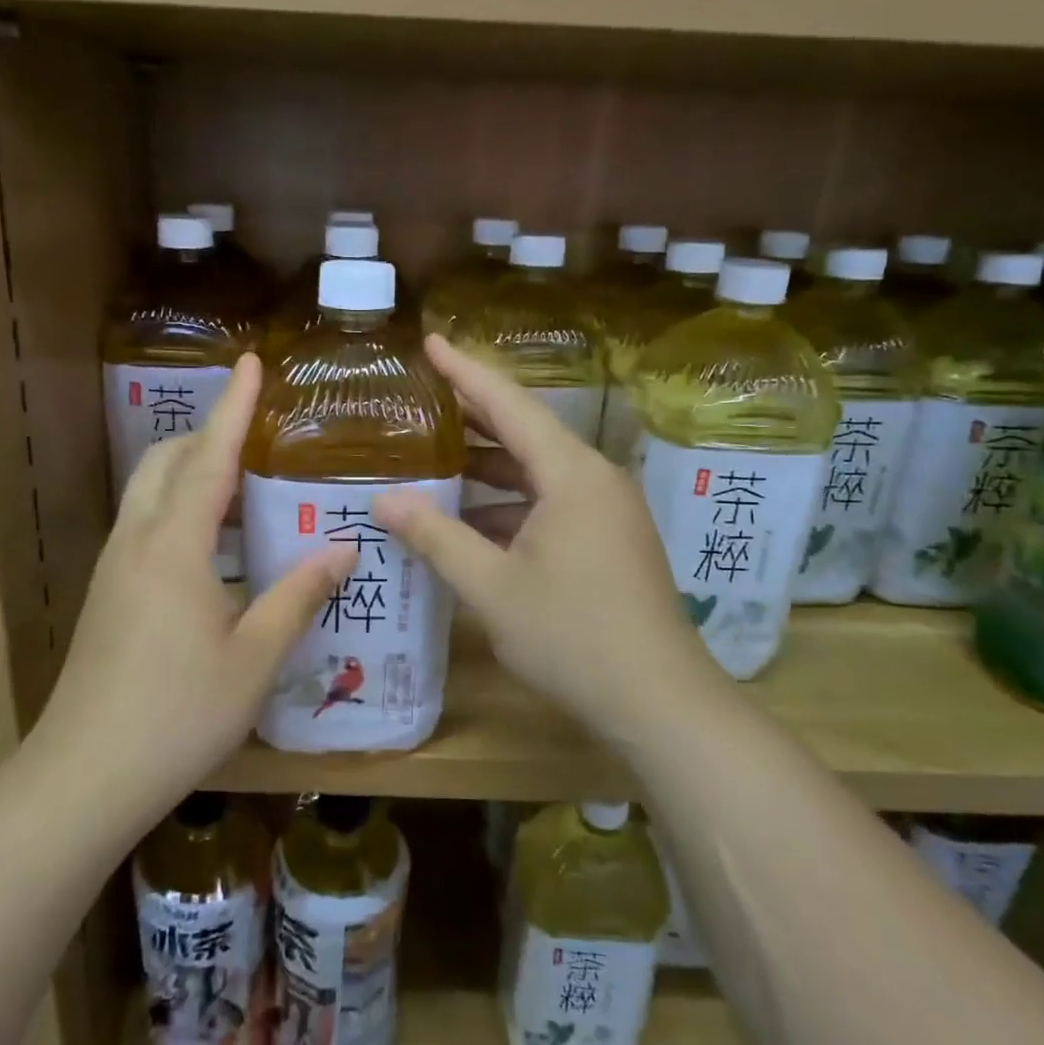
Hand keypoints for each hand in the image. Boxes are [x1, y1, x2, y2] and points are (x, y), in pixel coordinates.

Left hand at [28, 354, 355, 824]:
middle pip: (166, 461)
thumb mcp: (254, 656)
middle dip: (208, 434)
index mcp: (174, 546)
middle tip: (258, 436)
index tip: (250, 362)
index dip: (234, 406)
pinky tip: (214, 546)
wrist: (84, 776)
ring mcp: (114, 568)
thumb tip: (343, 549)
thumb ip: (298, 595)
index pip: (209, 456)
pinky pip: (145, 526)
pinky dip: (180, 510)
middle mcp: (137, 542)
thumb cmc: (179, 713)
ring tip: (244, 484)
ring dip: (192, 472)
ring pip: (149, 492)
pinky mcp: (107, 595)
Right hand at [374, 336, 721, 745]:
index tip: (430, 341)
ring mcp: (607, 510)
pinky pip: (551, 501)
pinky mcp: (609, 539)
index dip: (466, 371)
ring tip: (433, 457)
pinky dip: (509, 503)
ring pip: (537, 470)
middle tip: (421, 398)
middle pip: (525, 431)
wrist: (659, 702)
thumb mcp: (491, 586)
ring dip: (488, 466)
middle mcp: (594, 478)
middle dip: (472, 414)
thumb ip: (435, 537)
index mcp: (570, 474)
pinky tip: (470, 519)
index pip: (509, 404)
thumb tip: (384, 500)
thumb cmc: (572, 636)